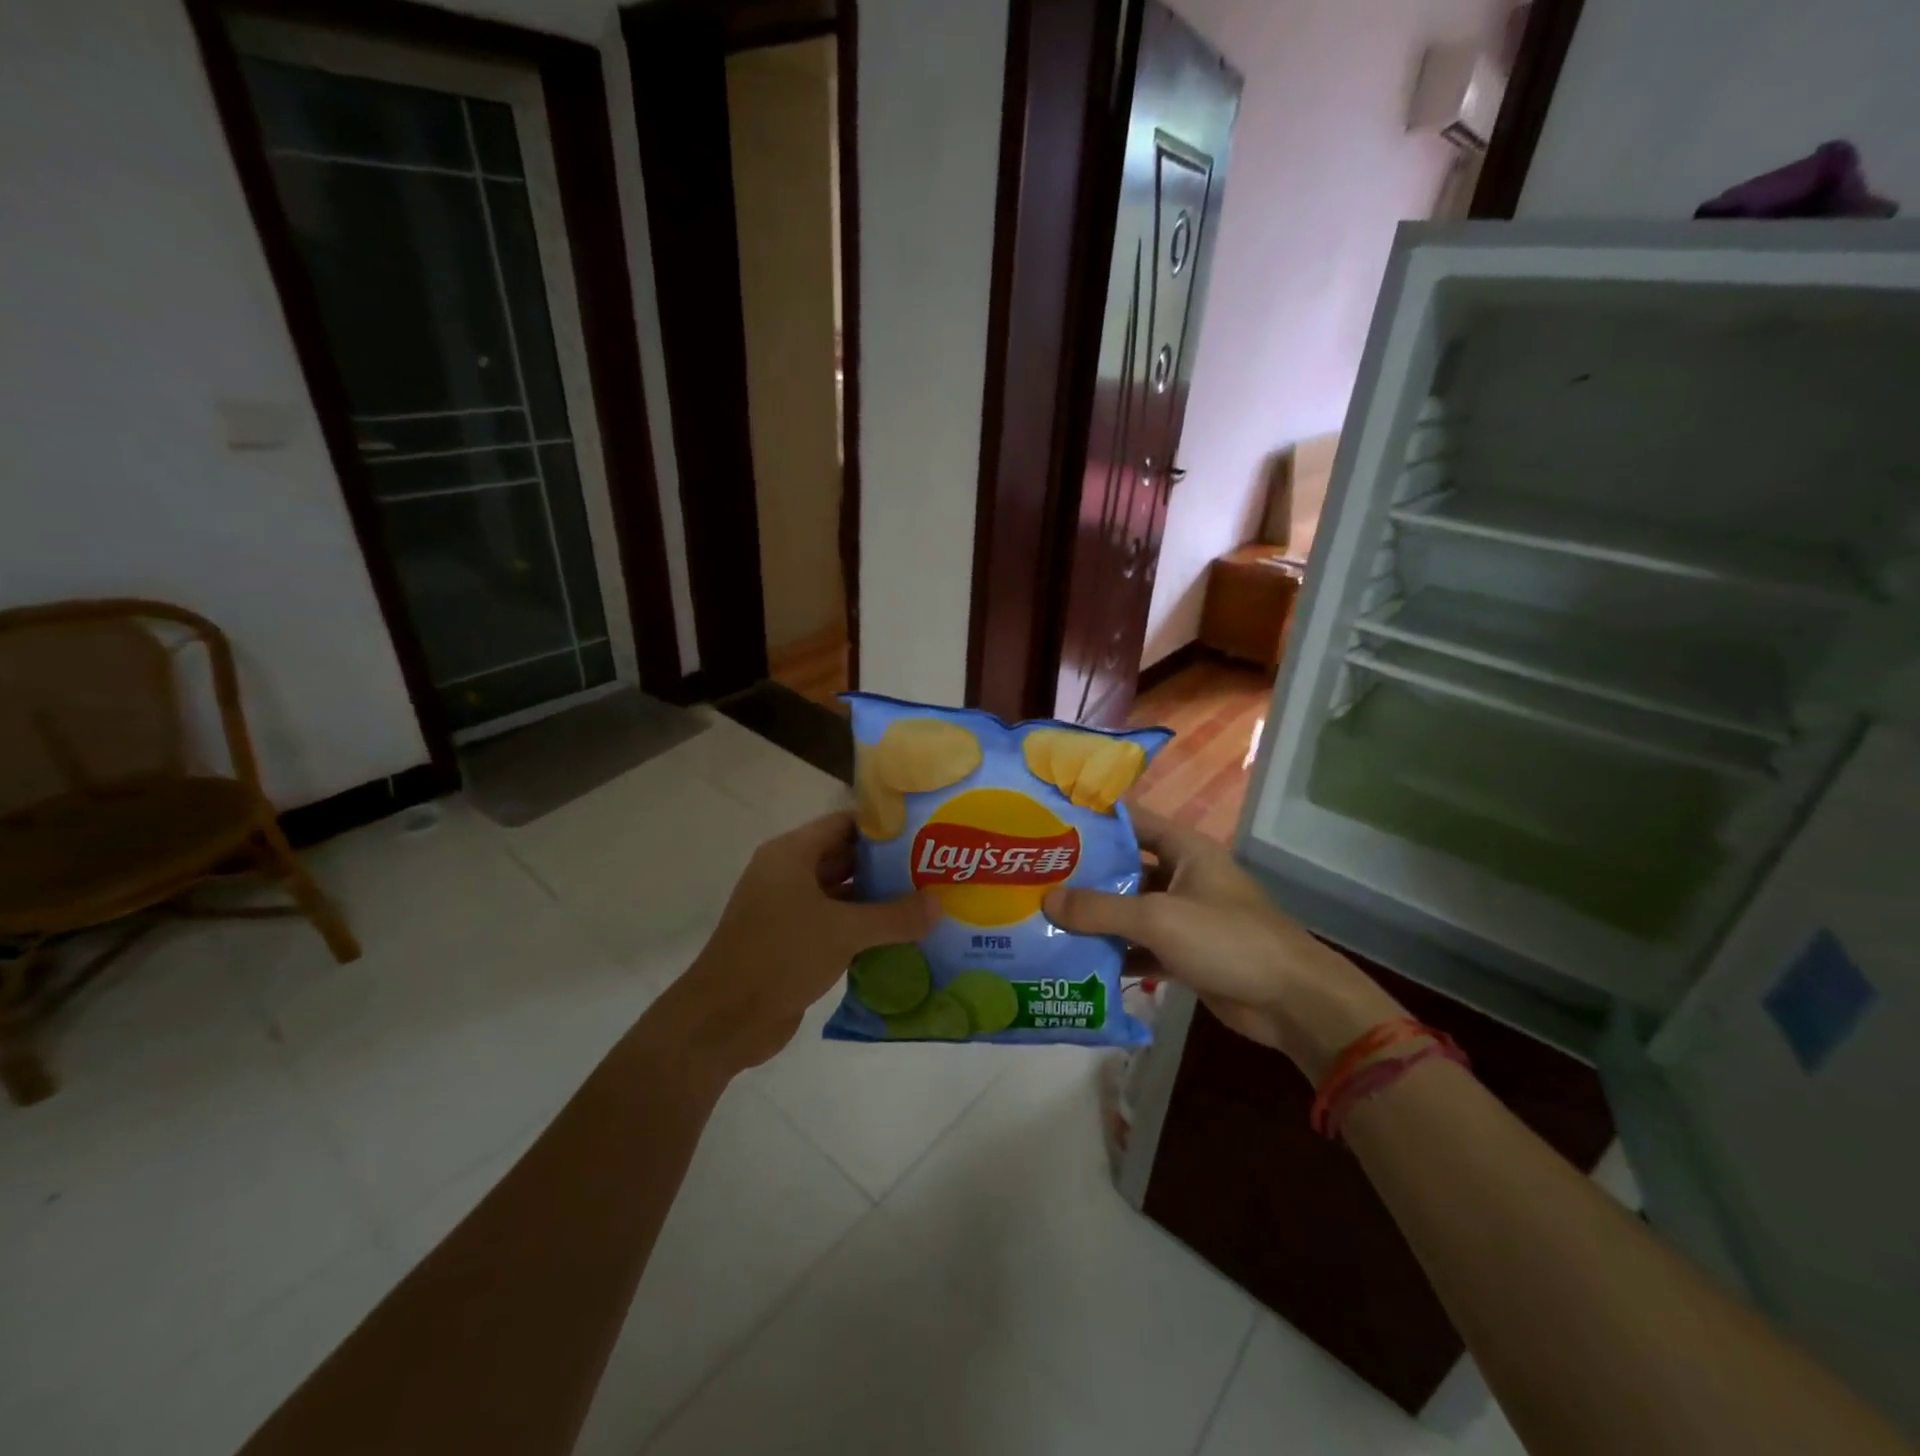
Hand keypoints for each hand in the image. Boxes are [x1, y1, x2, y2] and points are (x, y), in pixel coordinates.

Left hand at [662, 812, 939, 1075]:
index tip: (924, 832)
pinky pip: (835, 924)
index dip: (883, 827)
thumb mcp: (843, 931)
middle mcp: (788, 875)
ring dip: (878, 900)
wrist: (723, 1020)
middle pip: (845, 858)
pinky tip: (902, 936)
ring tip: (927, 901)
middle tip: (934, 868)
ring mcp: (788, 910)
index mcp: (791, 854)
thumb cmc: (780, 956)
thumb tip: (940, 904)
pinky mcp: (793, 943)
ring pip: (842, 895)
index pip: (844, 824)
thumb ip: (894, 917)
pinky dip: (864, 928)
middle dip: (887, 865)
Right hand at [1041, 808, 1402, 1079]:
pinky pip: (1140, 944)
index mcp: (1184, 849)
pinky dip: (1114, 951)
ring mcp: (1183, 915)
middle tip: (1033, 876)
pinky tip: (1076, 958)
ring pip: (1129, 909)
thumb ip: (1101, 908)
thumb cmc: (1227, 939)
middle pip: (1124, 867)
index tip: (1047, 821)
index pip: (1130, 821)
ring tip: (1044, 916)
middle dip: (1083, 875)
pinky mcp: (1184, 952)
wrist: (1290, 1001)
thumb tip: (1046, 899)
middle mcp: (1181, 875)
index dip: (1092, 819)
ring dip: (1095, 917)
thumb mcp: (1158, 918)